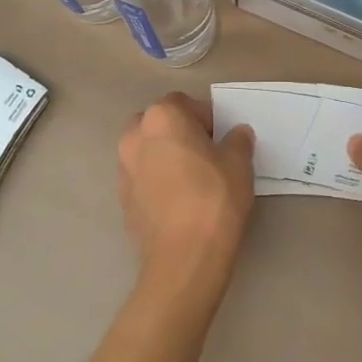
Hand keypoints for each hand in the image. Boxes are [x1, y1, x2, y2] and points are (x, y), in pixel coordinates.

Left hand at [118, 94, 255, 287]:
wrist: (184, 258)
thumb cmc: (214, 198)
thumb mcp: (239, 162)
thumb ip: (238, 140)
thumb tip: (237, 134)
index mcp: (162, 117)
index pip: (184, 103)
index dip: (205, 117)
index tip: (221, 138)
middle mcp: (135, 136)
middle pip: (159, 123)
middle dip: (179, 133)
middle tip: (205, 154)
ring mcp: (123, 169)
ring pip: (147, 150)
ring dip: (165, 156)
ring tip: (191, 179)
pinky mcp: (121, 199)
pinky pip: (142, 178)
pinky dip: (156, 181)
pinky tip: (178, 201)